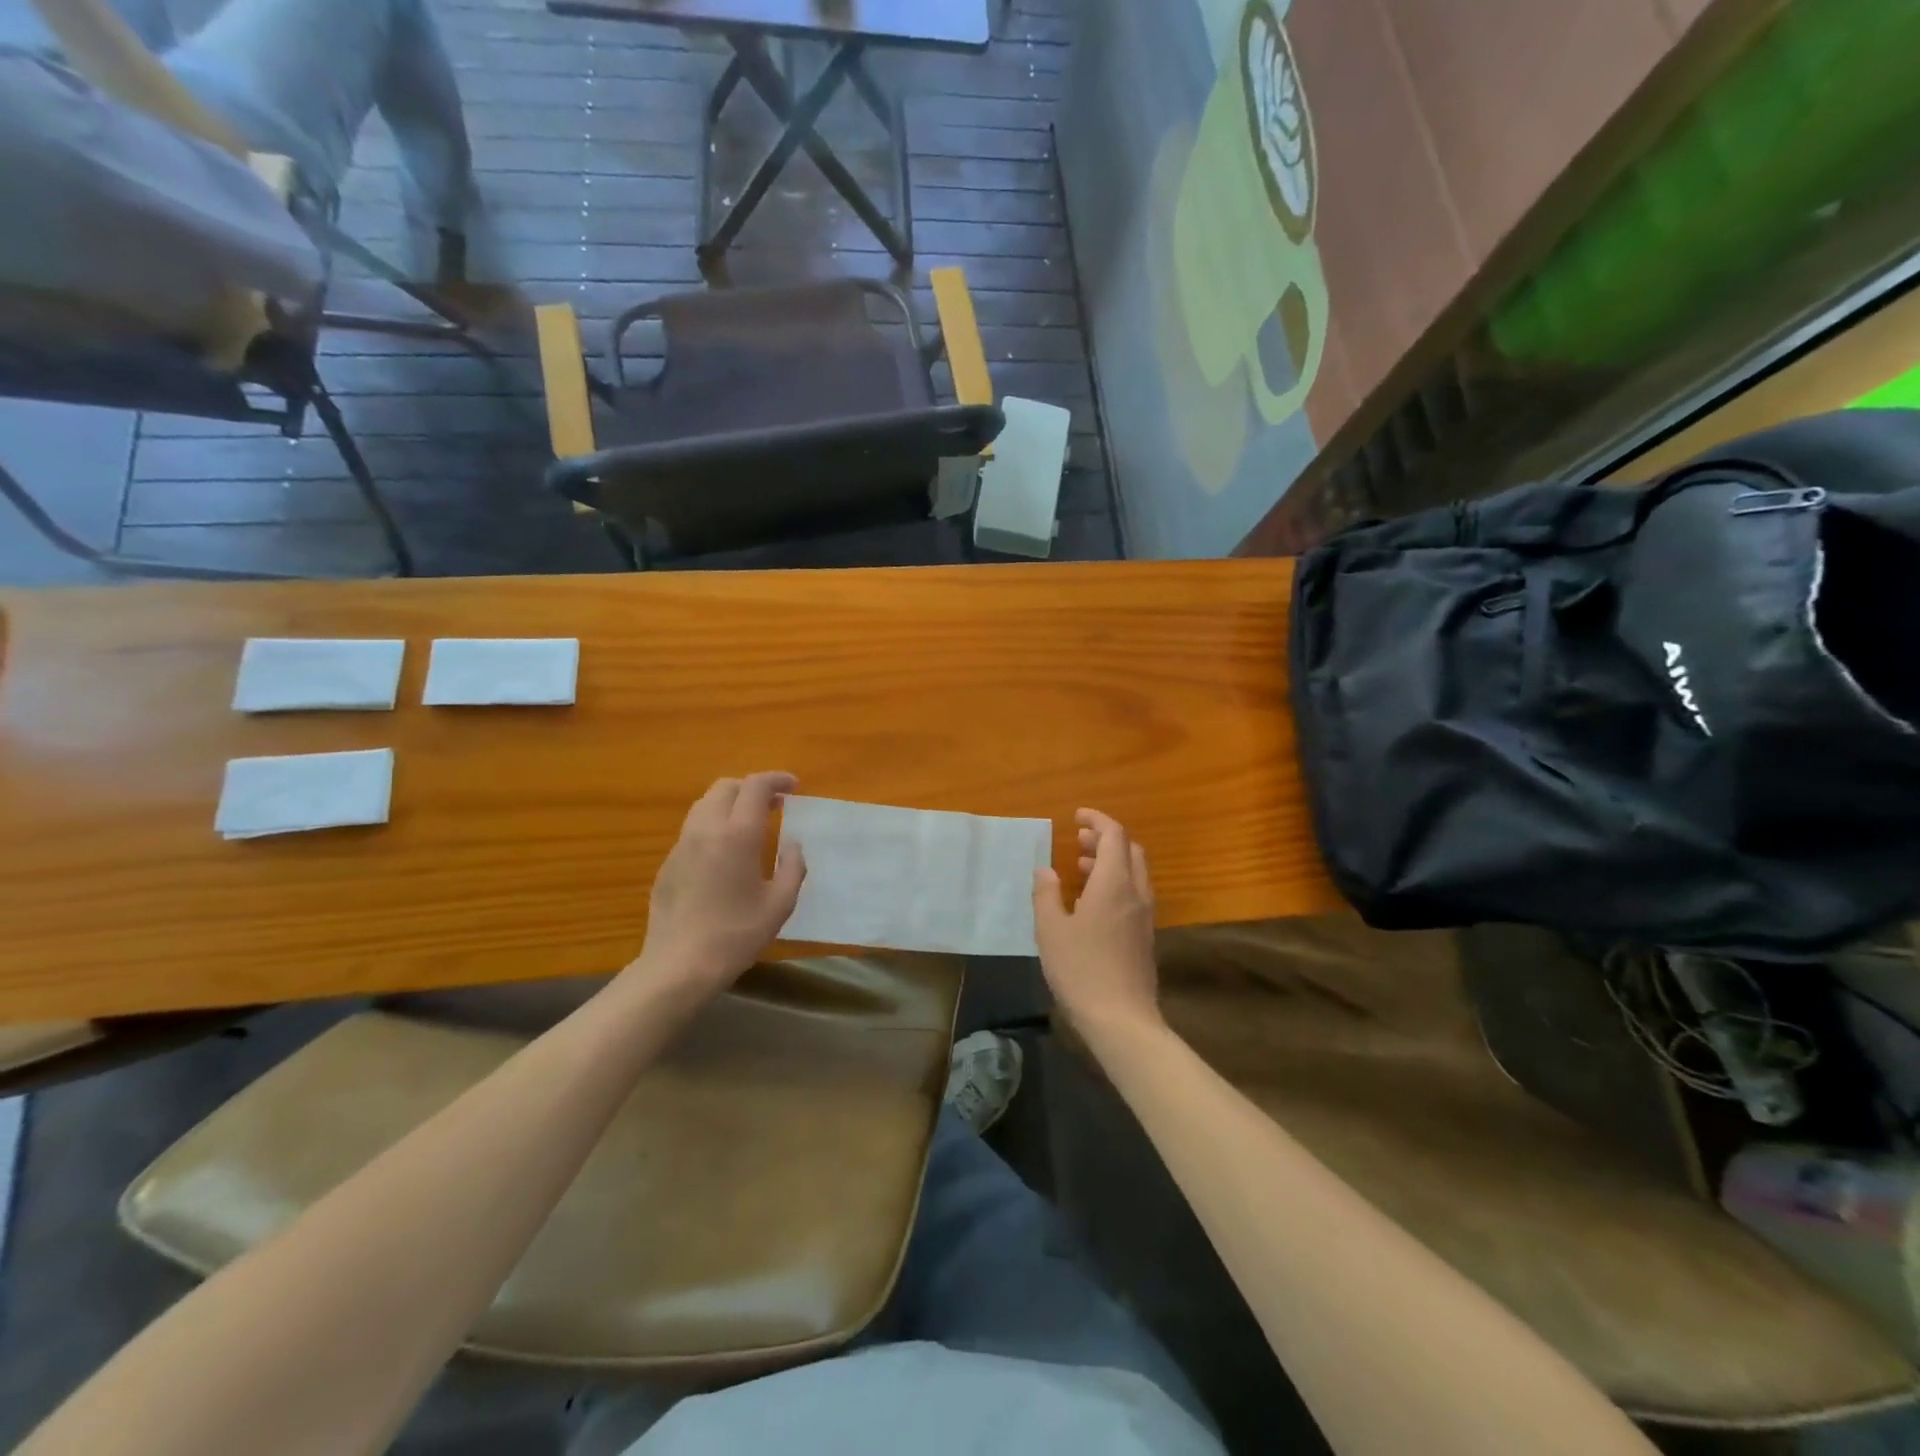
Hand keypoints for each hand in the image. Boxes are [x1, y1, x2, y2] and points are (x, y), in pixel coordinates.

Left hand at [635, 773, 806, 995]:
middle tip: (774, 805)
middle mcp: (706, 829)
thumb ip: (793, 867)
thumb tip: (793, 845)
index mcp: (737, 834)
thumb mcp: (780, 904)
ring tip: (750, 824)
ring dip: (730, 804)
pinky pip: (693, 830)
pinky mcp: (667, 864)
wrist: (679, 965)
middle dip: (752, 788)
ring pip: (705, 805)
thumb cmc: (736, 935)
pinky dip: (714, 826)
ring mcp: (682, 845)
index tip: (794, 787)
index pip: (756, 786)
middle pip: (726, 787)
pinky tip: (725, 854)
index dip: (777, 779)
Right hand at [1033, 809, 1161, 1036]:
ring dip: (1110, 861)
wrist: (1121, 1018)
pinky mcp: (1145, 936)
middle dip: (1105, 838)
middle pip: (1130, 850)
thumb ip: (1046, 894)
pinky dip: (1116, 883)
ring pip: (1134, 873)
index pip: (1114, 835)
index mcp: (1114, 883)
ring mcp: (1145, 916)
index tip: (1077, 816)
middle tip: (1079, 839)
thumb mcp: (1051, 929)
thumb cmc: (1081, 969)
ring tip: (1079, 867)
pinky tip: (1092, 901)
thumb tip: (1045, 870)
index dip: (1097, 820)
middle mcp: (1136, 892)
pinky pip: (1134, 894)